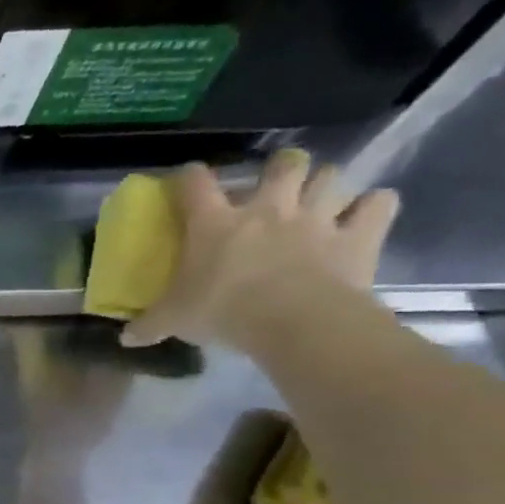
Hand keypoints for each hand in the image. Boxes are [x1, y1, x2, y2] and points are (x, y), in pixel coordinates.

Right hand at [122, 150, 399, 350]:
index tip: (185, 180)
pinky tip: (366, 216)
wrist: (294, 320)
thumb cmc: (222, 310)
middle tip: (275, 184)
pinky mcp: (359, 233)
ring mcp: (317, 217)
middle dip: (281, 168)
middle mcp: (267, 208)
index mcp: (214, 223)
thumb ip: (149, 325)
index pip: (195, 184)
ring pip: (331, 176)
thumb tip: (124, 338)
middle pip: (282, 165)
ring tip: (320, 199)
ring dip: (326, 184)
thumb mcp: (173, 321)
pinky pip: (379, 203)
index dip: (188, 177)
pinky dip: (374, 206)